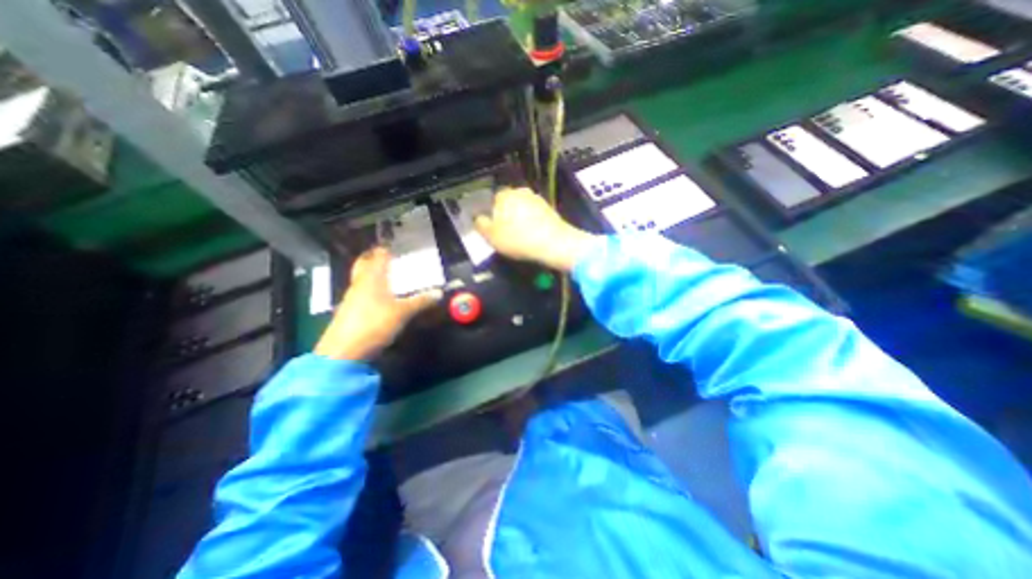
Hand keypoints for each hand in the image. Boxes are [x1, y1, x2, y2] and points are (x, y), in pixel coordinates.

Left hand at [314, 247, 441, 360]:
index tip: (393, 244)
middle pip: (363, 264)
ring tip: (386, 275)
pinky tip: (378, 298)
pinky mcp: (348, 311)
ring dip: (371, 274)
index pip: (379, 256)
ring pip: (361, 279)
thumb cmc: (375, 324)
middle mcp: (359, 284)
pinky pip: (360, 293)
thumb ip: (421, 301)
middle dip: (373, 257)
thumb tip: (439, 292)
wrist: (343, 351)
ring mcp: (351, 298)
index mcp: (373, 278)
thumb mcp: (403, 313)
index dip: (385, 249)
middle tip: (385, 255)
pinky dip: (369, 289)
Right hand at [473, 187, 596, 273]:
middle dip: (506, 214)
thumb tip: (478, 218)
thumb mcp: (492, 236)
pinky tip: (532, 235)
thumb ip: (481, 225)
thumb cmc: (518, 239)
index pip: (493, 200)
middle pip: (508, 203)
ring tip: (520, 235)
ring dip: (520, 218)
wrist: (554, 243)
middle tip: (506, 232)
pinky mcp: (549, 209)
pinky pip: (534, 214)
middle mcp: (521, 191)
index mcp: (504, 194)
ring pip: (522, 208)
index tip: (494, 227)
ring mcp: (537, 199)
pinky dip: (532, 222)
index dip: (492, 214)